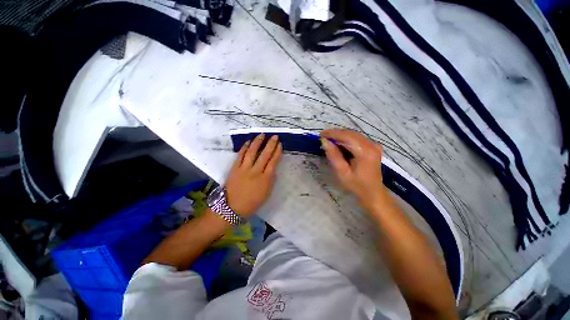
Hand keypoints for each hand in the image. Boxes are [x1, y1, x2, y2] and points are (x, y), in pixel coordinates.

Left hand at [225, 134, 282, 217]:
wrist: (232, 208)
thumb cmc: (252, 203)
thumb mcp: (266, 193)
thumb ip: (270, 180)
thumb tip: (272, 169)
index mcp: (266, 179)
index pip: (273, 162)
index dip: (277, 152)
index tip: (280, 144)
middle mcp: (256, 171)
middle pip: (265, 155)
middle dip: (271, 144)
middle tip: (274, 136)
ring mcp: (244, 169)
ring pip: (252, 152)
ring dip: (258, 142)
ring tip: (262, 135)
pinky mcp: (235, 168)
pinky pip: (240, 155)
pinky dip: (244, 148)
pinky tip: (248, 142)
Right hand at [321, 129, 385, 207]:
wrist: (373, 192)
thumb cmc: (356, 185)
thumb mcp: (342, 172)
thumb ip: (333, 155)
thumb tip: (324, 141)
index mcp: (365, 152)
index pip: (346, 136)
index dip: (333, 134)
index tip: (321, 134)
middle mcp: (371, 145)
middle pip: (351, 133)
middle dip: (336, 134)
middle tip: (323, 137)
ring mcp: (374, 145)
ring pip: (354, 134)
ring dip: (341, 136)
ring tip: (329, 140)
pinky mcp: (373, 147)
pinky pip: (357, 138)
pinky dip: (347, 139)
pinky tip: (339, 144)